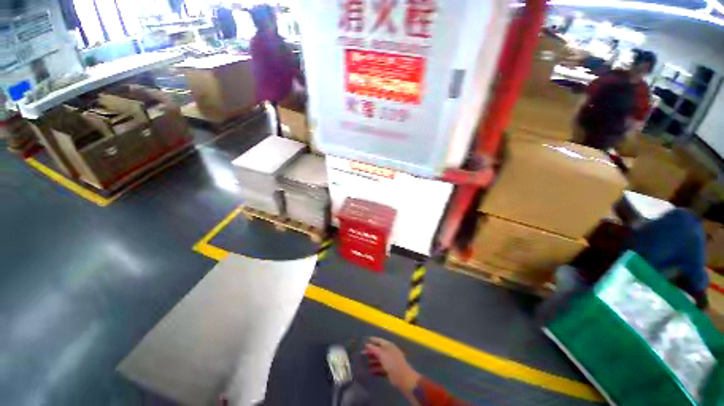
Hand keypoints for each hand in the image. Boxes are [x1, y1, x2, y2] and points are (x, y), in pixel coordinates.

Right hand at [363, 337, 420, 392]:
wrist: (401, 376)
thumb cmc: (391, 361)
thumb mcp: (382, 353)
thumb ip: (374, 349)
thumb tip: (367, 344)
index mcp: (388, 345)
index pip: (379, 340)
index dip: (372, 340)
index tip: (365, 340)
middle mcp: (388, 352)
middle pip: (378, 350)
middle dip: (370, 352)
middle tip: (362, 353)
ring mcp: (389, 361)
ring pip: (378, 360)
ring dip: (372, 361)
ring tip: (364, 363)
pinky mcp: (388, 370)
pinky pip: (380, 368)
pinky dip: (375, 369)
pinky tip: (370, 372)